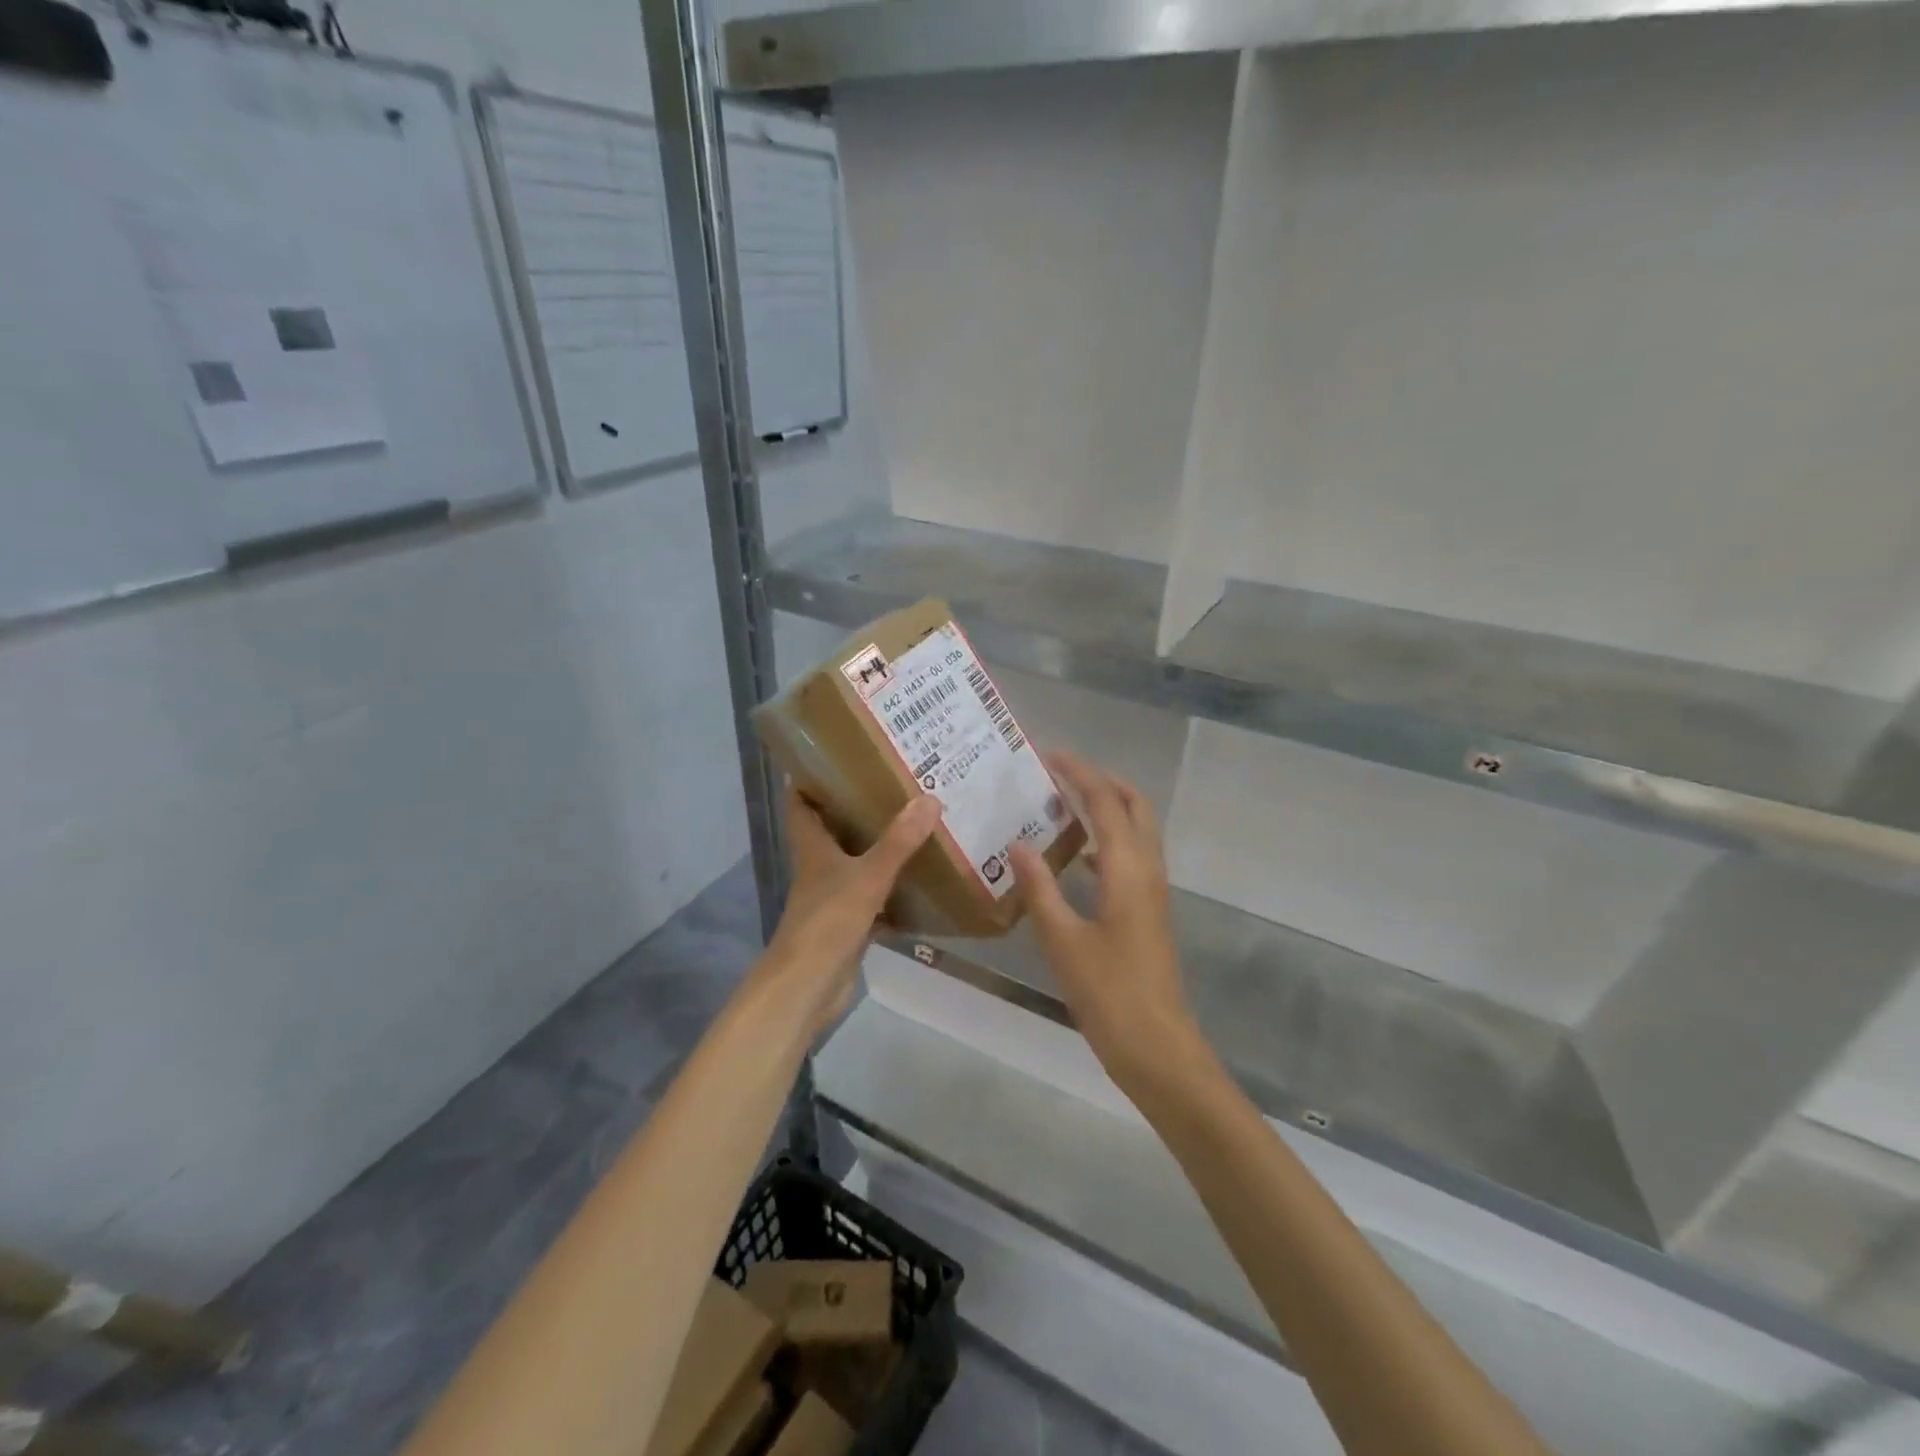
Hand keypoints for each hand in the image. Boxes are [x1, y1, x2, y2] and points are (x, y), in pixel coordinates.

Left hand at [756, 784, 942, 1040]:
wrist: (808, 987)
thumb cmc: (827, 922)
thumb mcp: (867, 877)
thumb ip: (898, 842)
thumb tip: (930, 799)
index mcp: (813, 848)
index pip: (801, 804)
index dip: (810, 778)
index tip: (836, 756)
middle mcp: (819, 868)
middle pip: (833, 830)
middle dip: (857, 808)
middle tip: (894, 785)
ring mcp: (833, 897)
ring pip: (856, 863)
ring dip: (879, 847)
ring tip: (915, 823)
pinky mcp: (849, 924)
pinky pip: (875, 897)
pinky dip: (894, 890)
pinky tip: (922, 882)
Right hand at [1008, 754, 1205, 1095]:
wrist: (1157, 1048)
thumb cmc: (1108, 994)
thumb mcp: (1062, 940)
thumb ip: (1039, 888)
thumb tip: (1017, 843)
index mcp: (1128, 869)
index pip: (1106, 802)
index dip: (1080, 773)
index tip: (1049, 755)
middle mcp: (1148, 870)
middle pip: (1134, 805)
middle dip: (1102, 781)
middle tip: (1061, 774)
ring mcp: (1153, 892)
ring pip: (1137, 830)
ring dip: (1107, 808)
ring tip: (1064, 805)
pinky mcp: (1149, 911)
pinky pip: (1132, 857)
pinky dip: (1107, 841)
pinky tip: (1076, 858)